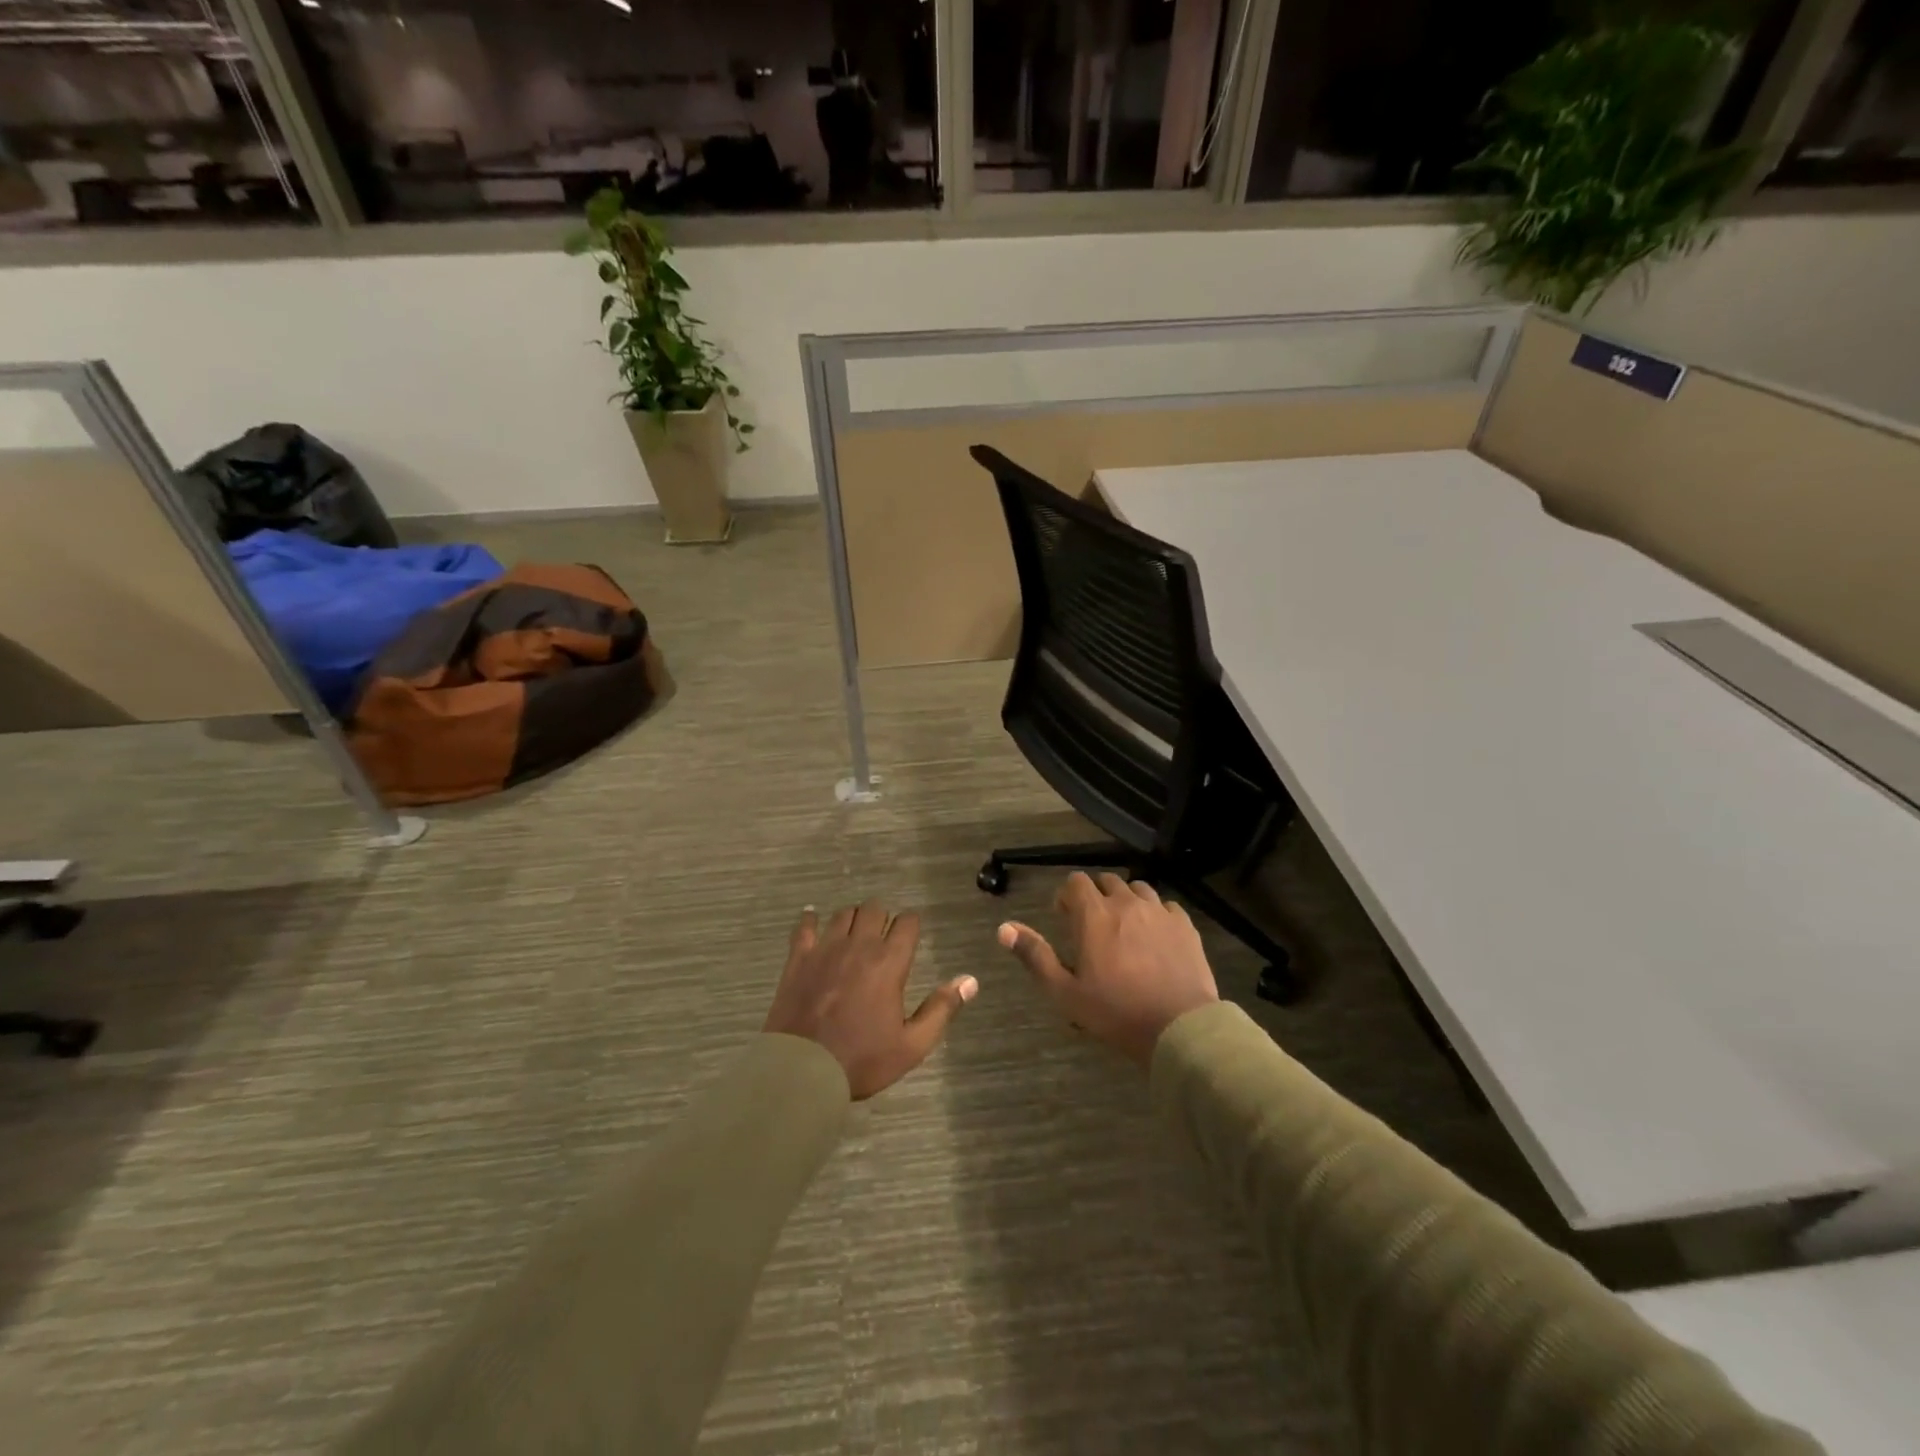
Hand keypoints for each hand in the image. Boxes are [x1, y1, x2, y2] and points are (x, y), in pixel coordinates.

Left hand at [763, 900, 977, 1099]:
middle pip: (874, 909)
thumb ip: (941, 1009)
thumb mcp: (912, 1045)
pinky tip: (813, 919)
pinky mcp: (798, 958)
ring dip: (853, 918)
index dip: (912, 925)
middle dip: (883, 917)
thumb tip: (969, 980)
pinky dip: (810, 918)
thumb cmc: (862, 1060)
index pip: (907, 923)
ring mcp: (825, 948)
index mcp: (889, 963)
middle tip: (883, 937)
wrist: (801, 1071)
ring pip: (843, 913)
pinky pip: (805, 925)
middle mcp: (859, 946)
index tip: (911, 936)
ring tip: (855, 932)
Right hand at [997, 872, 1217, 1065]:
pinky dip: (1156, 914)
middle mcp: (1126, 903)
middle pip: (1107, 880)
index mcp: (1094, 914)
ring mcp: (1159, 911)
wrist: (1179, 1027)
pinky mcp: (1185, 925)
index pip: (1076, 881)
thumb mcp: (1065, 992)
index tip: (1066, 918)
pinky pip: (1166, 906)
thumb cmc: (1115, 1011)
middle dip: (1096, 896)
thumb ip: (1035, 955)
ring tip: (1125, 928)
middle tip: (1093, 927)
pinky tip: (1156, 937)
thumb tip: (1004, 928)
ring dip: (1126, 901)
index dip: (1067, 896)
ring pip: (1138, 888)